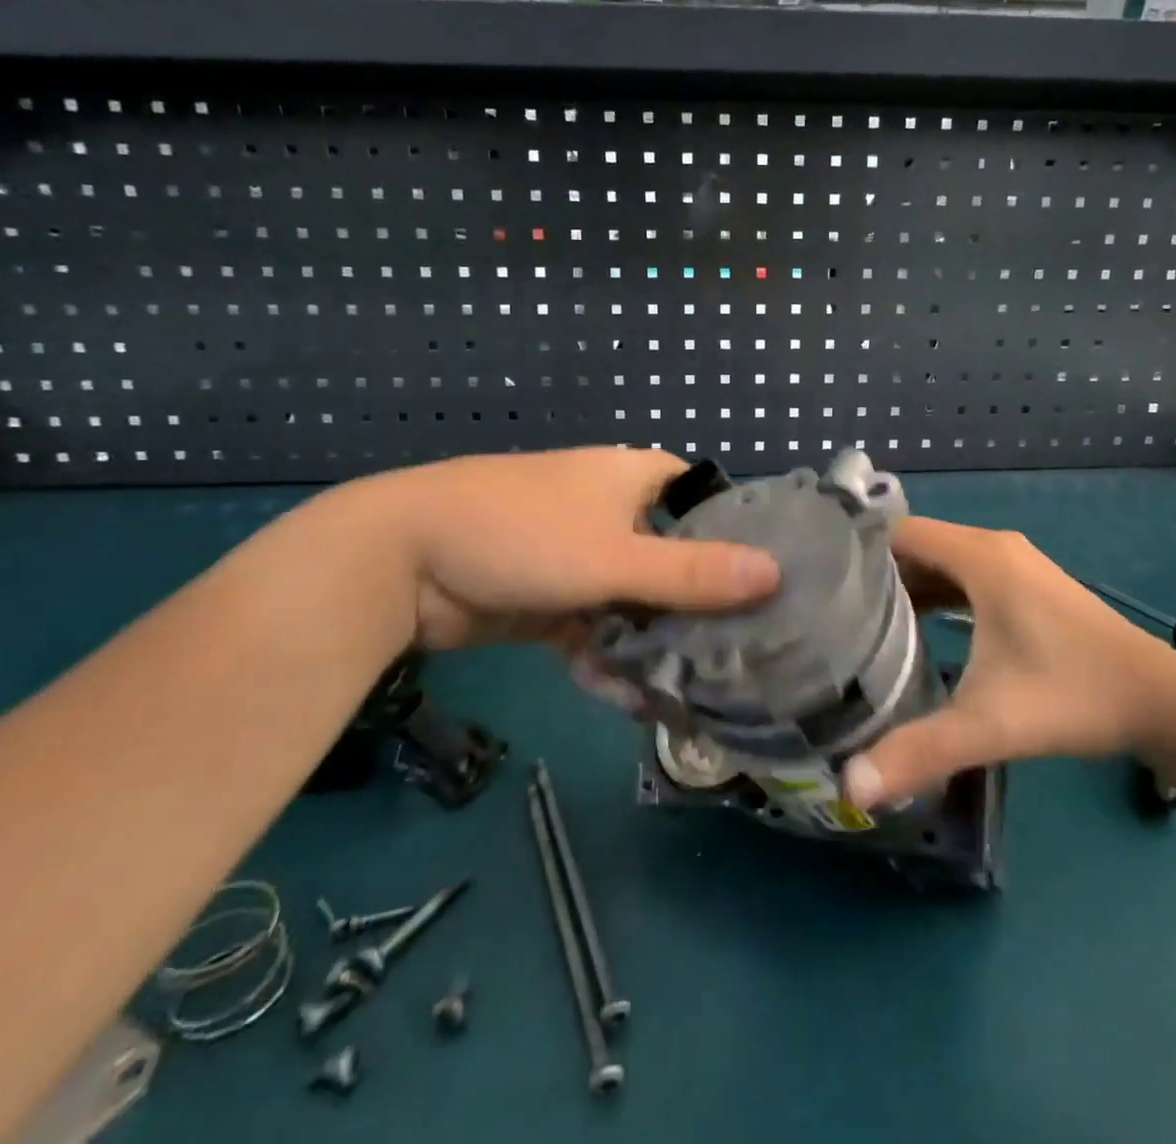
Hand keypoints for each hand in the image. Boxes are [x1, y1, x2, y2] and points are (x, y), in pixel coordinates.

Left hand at [358, 448, 779, 650]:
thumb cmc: (522, 535)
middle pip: (675, 557)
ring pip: (637, 600)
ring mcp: (581, 557)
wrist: (400, 562)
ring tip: (697, 689)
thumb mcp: (615, 556)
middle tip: (746, 650)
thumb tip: (775, 573)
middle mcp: (613, 512)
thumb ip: (693, 572)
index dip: (740, 534)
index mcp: (633, 478)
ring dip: (656, 640)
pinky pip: (597, 628)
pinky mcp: (552, 599)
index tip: (774, 581)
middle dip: (702, 603)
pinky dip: (610, 657)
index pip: (706, 500)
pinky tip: (631, 698)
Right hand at [843, 518, 1175, 808]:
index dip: (857, 552)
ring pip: (941, 562)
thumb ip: (920, 750)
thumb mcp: (991, 723)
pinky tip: (916, 631)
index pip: (899, 532)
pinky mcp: (1026, 585)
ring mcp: (1014, 564)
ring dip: (905, 586)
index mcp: (981, 557)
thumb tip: (851, 788)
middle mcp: (994, 547)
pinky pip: (964, 577)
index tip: (819, 582)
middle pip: (917, 545)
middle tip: (829, 609)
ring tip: (860, 621)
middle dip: (874, 574)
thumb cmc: (1073, 695)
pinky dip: (936, 594)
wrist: (1162, 701)